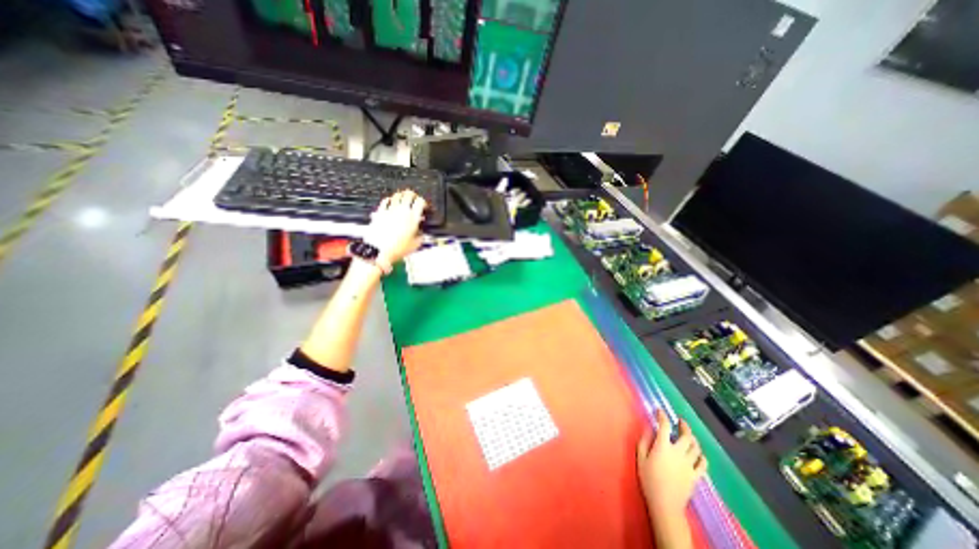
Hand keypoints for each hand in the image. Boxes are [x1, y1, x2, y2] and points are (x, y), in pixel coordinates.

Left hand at [362, 189, 425, 265]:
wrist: (379, 250)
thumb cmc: (397, 248)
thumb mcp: (415, 245)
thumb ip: (421, 236)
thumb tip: (421, 233)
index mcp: (413, 218)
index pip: (420, 202)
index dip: (423, 202)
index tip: (424, 206)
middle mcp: (402, 211)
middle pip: (409, 194)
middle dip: (413, 196)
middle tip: (414, 200)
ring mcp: (390, 210)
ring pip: (397, 195)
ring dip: (402, 196)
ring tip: (403, 199)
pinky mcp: (380, 212)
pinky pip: (385, 201)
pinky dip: (389, 200)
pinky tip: (390, 203)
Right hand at [640, 412, 707, 517]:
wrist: (665, 504)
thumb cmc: (649, 479)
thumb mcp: (641, 458)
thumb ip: (644, 441)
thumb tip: (648, 428)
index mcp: (663, 447)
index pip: (665, 426)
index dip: (662, 416)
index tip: (659, 410)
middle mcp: (678, 452)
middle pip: (686, 436)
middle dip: (684, 426)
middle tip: (679, 421)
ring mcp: (689, 464)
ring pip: (696, 448)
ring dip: (693, 438)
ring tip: (688, 434)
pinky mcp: (696, 476)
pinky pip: (703, 464)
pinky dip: (702, 456)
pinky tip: (698, 453)